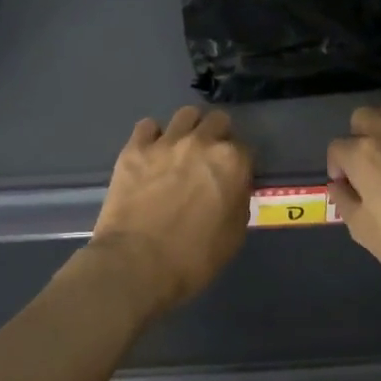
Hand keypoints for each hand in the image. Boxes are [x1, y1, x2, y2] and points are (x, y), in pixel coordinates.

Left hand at [90, 106, 253, 316]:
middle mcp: (202, 142)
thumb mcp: (234, 235)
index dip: (239, 164)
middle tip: (209, 160)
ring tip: (181, 149)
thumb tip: (233, 188)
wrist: (136, 265)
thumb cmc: (193, 258)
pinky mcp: (134, 149)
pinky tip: (151, 153)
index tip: (232, 178)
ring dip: (189, 129)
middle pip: (218, 121)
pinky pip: (147, 126)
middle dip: (218, 136)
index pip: (245, 149)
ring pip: (185, 115)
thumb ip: (238, 201)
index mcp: (232, 162)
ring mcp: (166, 142)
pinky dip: (152, 136)